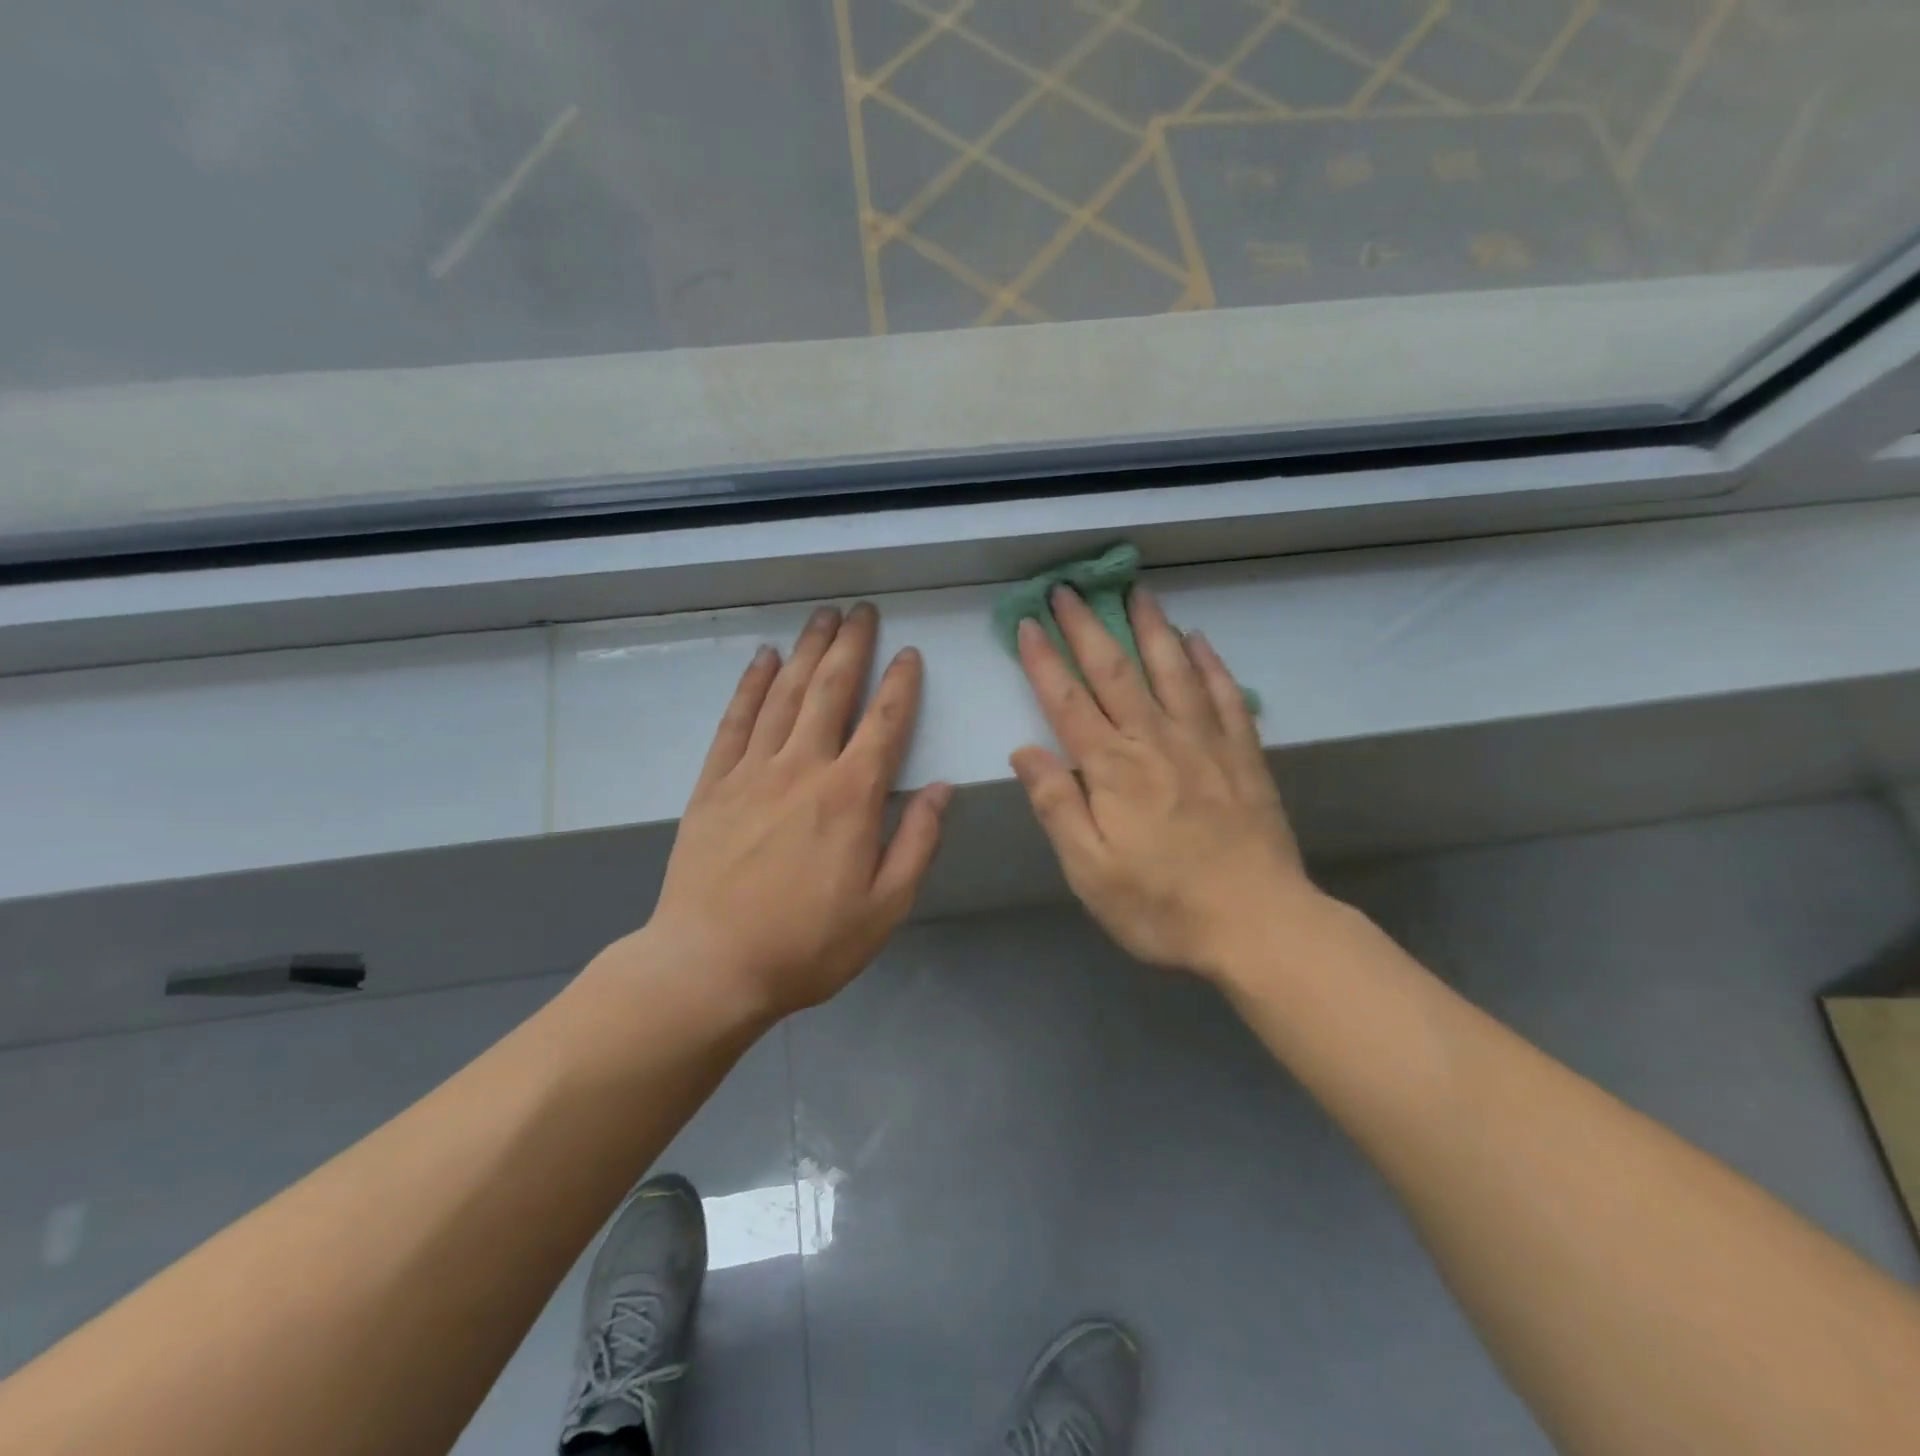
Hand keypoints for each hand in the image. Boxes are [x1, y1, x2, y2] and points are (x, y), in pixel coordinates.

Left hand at [639, 604, 951, 1018]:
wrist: (709, 967)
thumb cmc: (808, 945)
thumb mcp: (885, 907)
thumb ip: (918, 842)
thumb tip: (942, 788)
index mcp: (850, 797)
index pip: (884, 723)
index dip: (900, 684)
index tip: (908, 654)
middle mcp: (803, 768)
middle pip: (830, 691)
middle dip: (851, 646)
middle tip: (861, 610)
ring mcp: (752, 772)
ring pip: (784, 695)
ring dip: (807, 652)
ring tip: (821, 618)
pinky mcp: (713, 785)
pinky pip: (736, 722)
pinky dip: (751, 686)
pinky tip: (763, 659)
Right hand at [1010, 585, 1317, 982]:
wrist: (1259, 925)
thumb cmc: (1162, 905)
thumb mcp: (1090, 870)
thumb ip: (1057, 806)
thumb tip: (1024, 751)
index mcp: (1112, 769)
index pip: (1067, 702)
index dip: (1044, 661)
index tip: (1029, 623)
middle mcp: (1155, 741)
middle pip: (1115, 671)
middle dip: (1088, 627)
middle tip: (1069, 588)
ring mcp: (1205, 743)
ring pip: (1173, 670)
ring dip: (1151, 627)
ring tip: (1137, 591)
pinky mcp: (1244, 755)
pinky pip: (1225, 696)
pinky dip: (1211, 664)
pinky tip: (1200, 641)